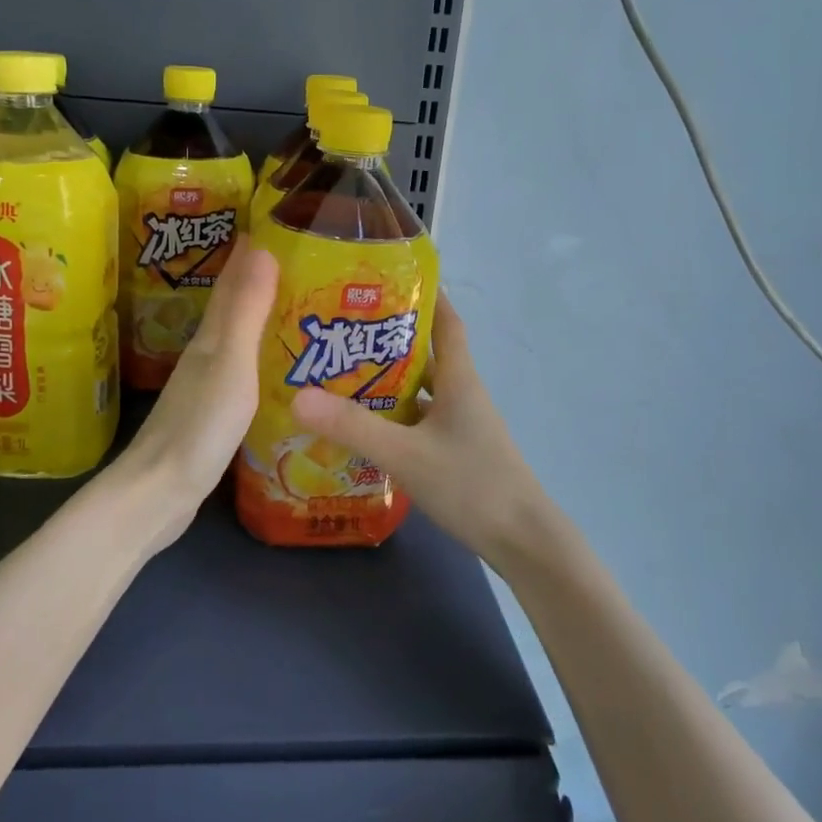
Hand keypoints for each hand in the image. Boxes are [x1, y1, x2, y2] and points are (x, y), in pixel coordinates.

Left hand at [116, 241, 279, 548]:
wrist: (160, 493)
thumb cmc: (199, 426)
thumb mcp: (231, 364)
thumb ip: (246, 311)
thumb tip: (259, 246)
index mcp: (212, 339)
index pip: (231, 284)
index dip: (248, 255)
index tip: (271, 225)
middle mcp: (206, 356)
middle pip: (233, 308)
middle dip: (257, 280)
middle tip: (295, 261)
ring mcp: (206, 387)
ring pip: (237, 339)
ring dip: (258, 318)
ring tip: (293, 306)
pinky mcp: (212, 415)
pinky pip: (242, 371)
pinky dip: (259, 357)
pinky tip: (275, 366)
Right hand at [290, 295, 556, 568]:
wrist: (523, 542)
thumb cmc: (472, 485)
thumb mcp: (406, 455)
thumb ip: (354, 428)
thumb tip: (298, 396)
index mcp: (459, 380)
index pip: (447, 322)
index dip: (427, 295)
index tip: (391, 278)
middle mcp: (462, 395)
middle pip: (426, 356)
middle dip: (388, 340)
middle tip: (343, 331)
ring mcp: (461, 426)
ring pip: (421, 392)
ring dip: (388, 382)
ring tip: (341, 376)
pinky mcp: (457, 452)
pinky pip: (420, 422)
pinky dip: (395, 418)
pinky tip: (365, 428)